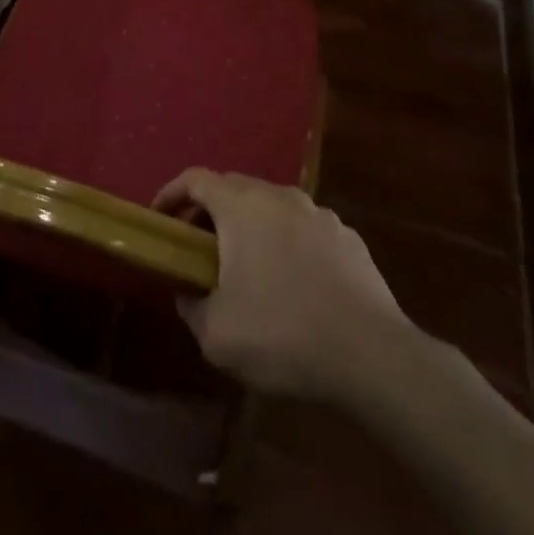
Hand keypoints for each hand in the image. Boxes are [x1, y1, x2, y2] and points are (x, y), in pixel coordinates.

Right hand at [154, 168, 414, 400]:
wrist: (373, 355)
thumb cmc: (283, 335)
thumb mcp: (217, 335)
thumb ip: (191, 307)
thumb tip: (188, 294)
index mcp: (241, 207)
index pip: (195, 179)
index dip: (171, 193)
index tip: (160, 217)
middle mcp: (279, 197)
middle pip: (234, 188)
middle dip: (210, 210)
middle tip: (199, 245)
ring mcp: (319, 214)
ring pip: (272, 206)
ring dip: (252, 225)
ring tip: (249, 265)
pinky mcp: (349, 237)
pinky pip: (305, 229)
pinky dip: (289, 242)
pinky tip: (295, 282)